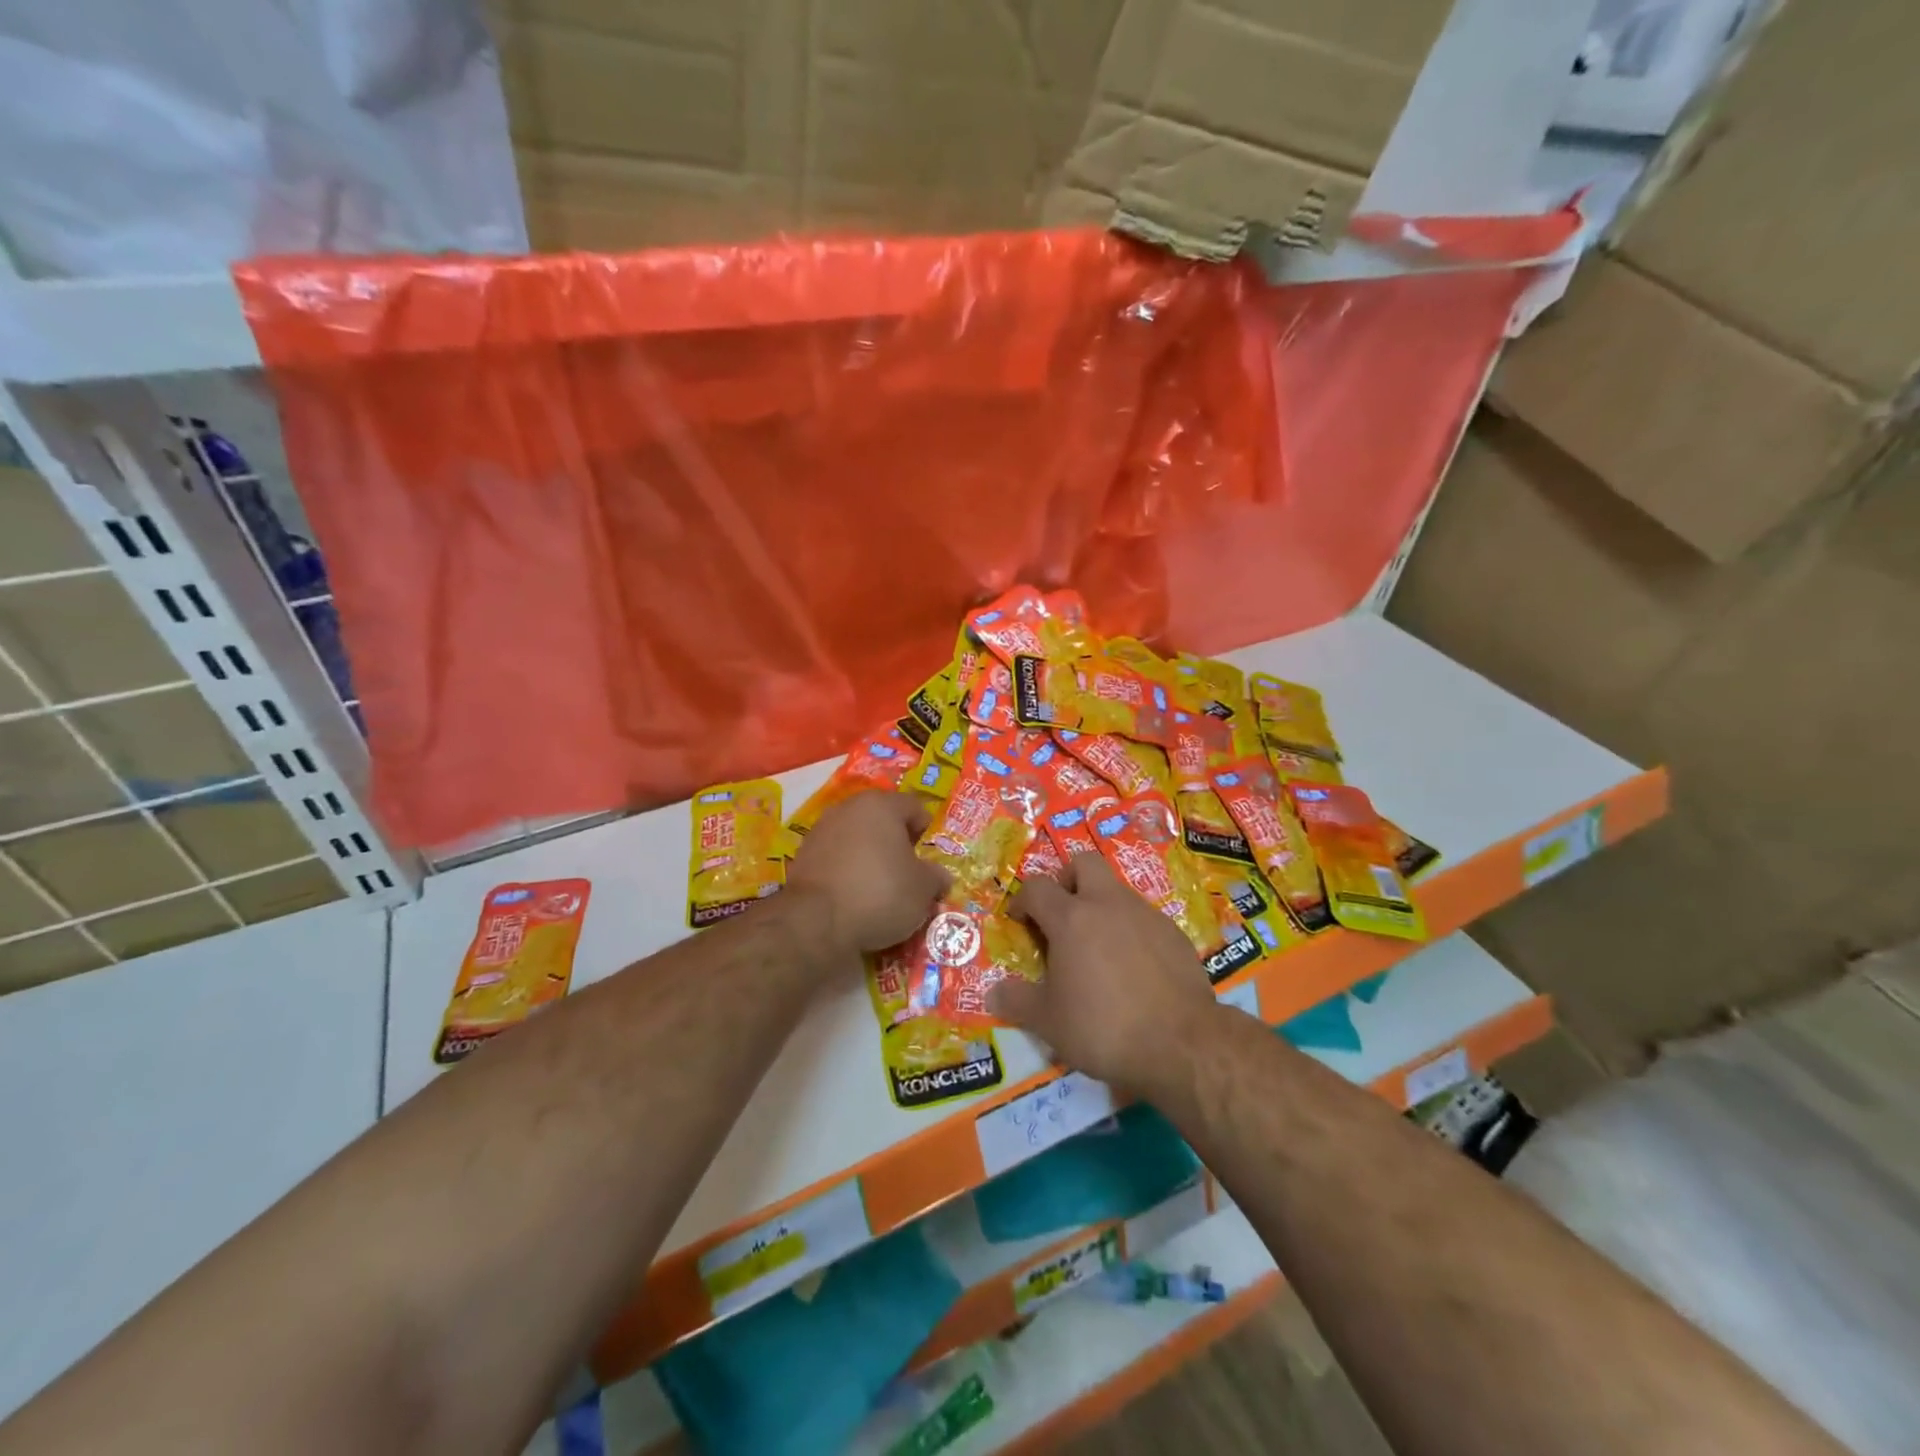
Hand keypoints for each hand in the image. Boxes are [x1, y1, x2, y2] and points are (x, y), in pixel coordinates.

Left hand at [784, 791, 950, 962]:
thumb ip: (935, 877)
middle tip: (910, 874)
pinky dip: (848, 875)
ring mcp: (820, 833)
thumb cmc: (881, 893)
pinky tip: (857, 899)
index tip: (931, 859)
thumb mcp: (923, 889)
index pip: (914, 808)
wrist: (816, 923)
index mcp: (880, 805)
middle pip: (882, 822)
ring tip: (883, 891)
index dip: (927, 832)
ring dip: (871, 860)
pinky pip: (837, 862)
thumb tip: (939, 877)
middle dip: (897, 845)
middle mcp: (847, 810)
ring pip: (857, 842)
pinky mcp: (802, 860)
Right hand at [989, 853, 1219, 1094]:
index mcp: (1071, 918)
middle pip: (1084, 863)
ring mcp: (1146, 915)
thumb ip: (1017, 1001)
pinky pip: (1144, 918)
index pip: (1037, 887)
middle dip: (1067, 879)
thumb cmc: (1103, 1027)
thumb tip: (993, 993)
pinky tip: (1133, 968)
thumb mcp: (1048, 1022)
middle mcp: (1108, 904)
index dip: (1023, 899)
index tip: (1020, 921)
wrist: (1181, 1044)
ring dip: (1101, 906)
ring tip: (1097, 949)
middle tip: (1061, 915)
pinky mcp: (1175, 933)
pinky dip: (1131, 931)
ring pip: (1116, 889)